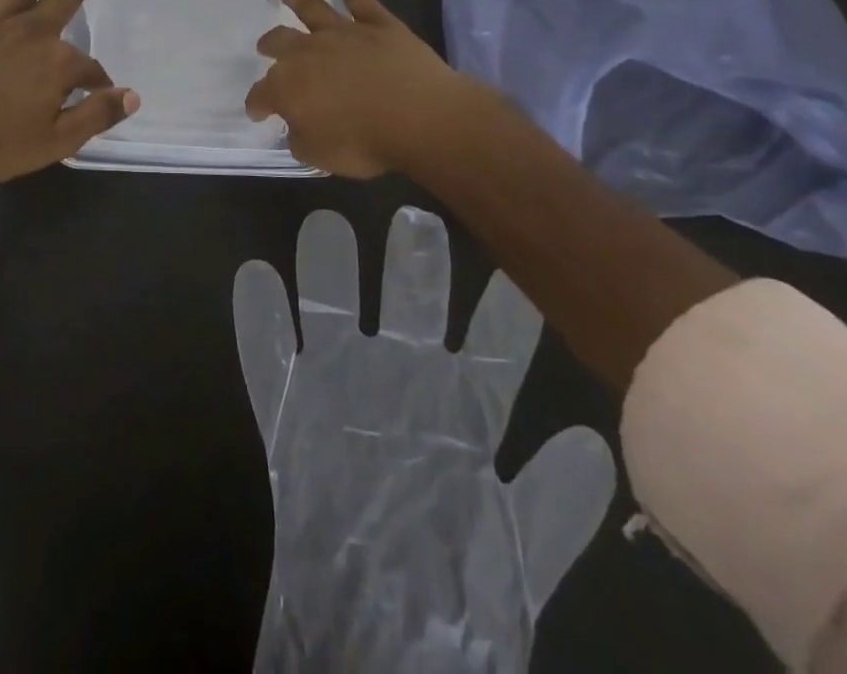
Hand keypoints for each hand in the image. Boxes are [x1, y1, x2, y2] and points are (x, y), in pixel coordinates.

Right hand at [234, 208, 613, 668]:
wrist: (378, 630)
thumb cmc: (455, 591)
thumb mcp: (517, 553)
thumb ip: (551, 500)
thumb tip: (589, 440)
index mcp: (462, 408)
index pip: (489, 345)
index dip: (500, 306)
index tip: (510, 255)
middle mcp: (403, 381)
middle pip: (409, 308)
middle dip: (414, 264)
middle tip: (416, 217)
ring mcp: (341, 387)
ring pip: (333, 312)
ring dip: (327, 272)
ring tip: (326, 227)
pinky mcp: (290, 409)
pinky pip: (269, 356)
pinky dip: (261, 318)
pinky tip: (257, 277)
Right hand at [245, 0, 507, 178]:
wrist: (419, 117)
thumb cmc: (364, 142)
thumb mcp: (319, 156)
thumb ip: (300, 139)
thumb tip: (296, 126)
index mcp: (287, 87)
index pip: (261, 94)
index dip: (257, 104)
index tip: (258, 112)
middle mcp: (307, 52)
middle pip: (279, 42)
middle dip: (269, 45)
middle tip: (265, 47)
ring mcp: (342, 32)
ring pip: (312, 9)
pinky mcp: (376, 23)